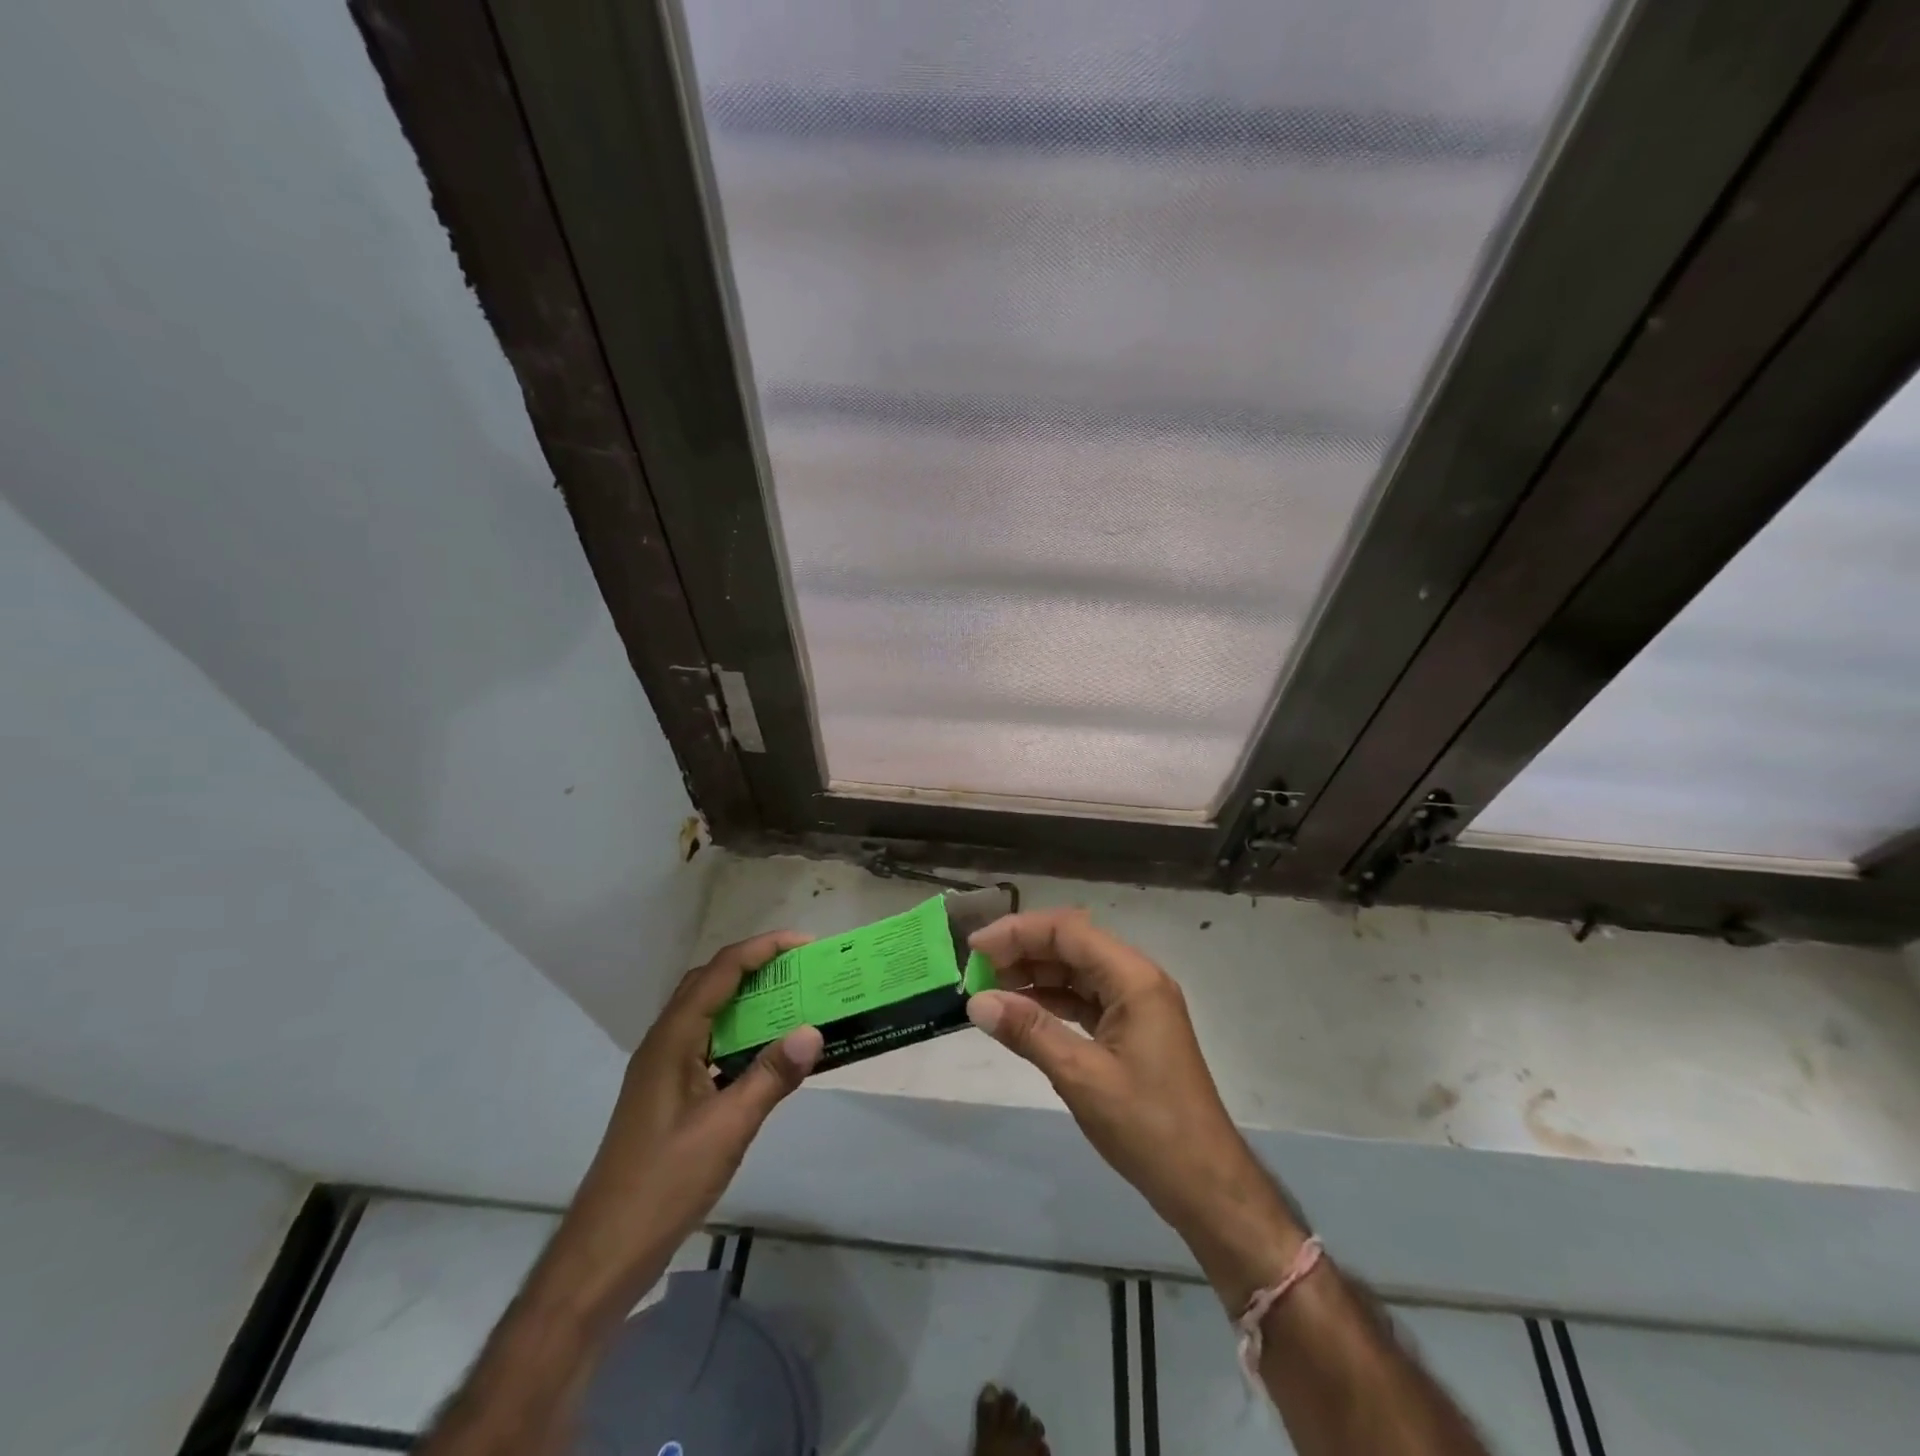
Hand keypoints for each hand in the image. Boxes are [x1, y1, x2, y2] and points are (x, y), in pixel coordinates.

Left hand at [539, 932, 822, 1319]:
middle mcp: (663, 1043)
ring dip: (746, 997)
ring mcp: (662, 1069)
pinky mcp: (668, 1093)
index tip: (803, 943)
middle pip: (709, 982)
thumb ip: (771, 1076)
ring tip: (791, 999)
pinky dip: (739, 1031)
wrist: (605, 1251)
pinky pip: (707, 1042)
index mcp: (672, 1040)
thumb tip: (813, 1031)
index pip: (720, 972)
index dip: (762, 949)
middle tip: (800, 968)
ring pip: (707, 1012)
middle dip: (755, 965)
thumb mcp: (727, 1129)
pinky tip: (765, 1052)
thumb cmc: (664, 1184)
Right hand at [965, 909, 1305, 1306]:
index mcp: (1133, 978)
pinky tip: (1022, 1013)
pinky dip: (1053, 1001)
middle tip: (977, 970)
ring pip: (1078, 972)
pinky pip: (1086, 1000)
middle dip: (1023, 951)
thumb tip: (977, 1001)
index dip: (1018, 932)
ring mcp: (1138, 1005)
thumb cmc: (1148, 1126)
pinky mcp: (1133, 1030)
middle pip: (1073, 945)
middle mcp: (1137, 980)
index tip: (976, 948)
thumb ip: (1029, 1032)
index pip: (1067, 931)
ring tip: (991, 989)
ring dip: (1035, 975)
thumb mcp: (1081, 1076)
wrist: (1205, 1184)